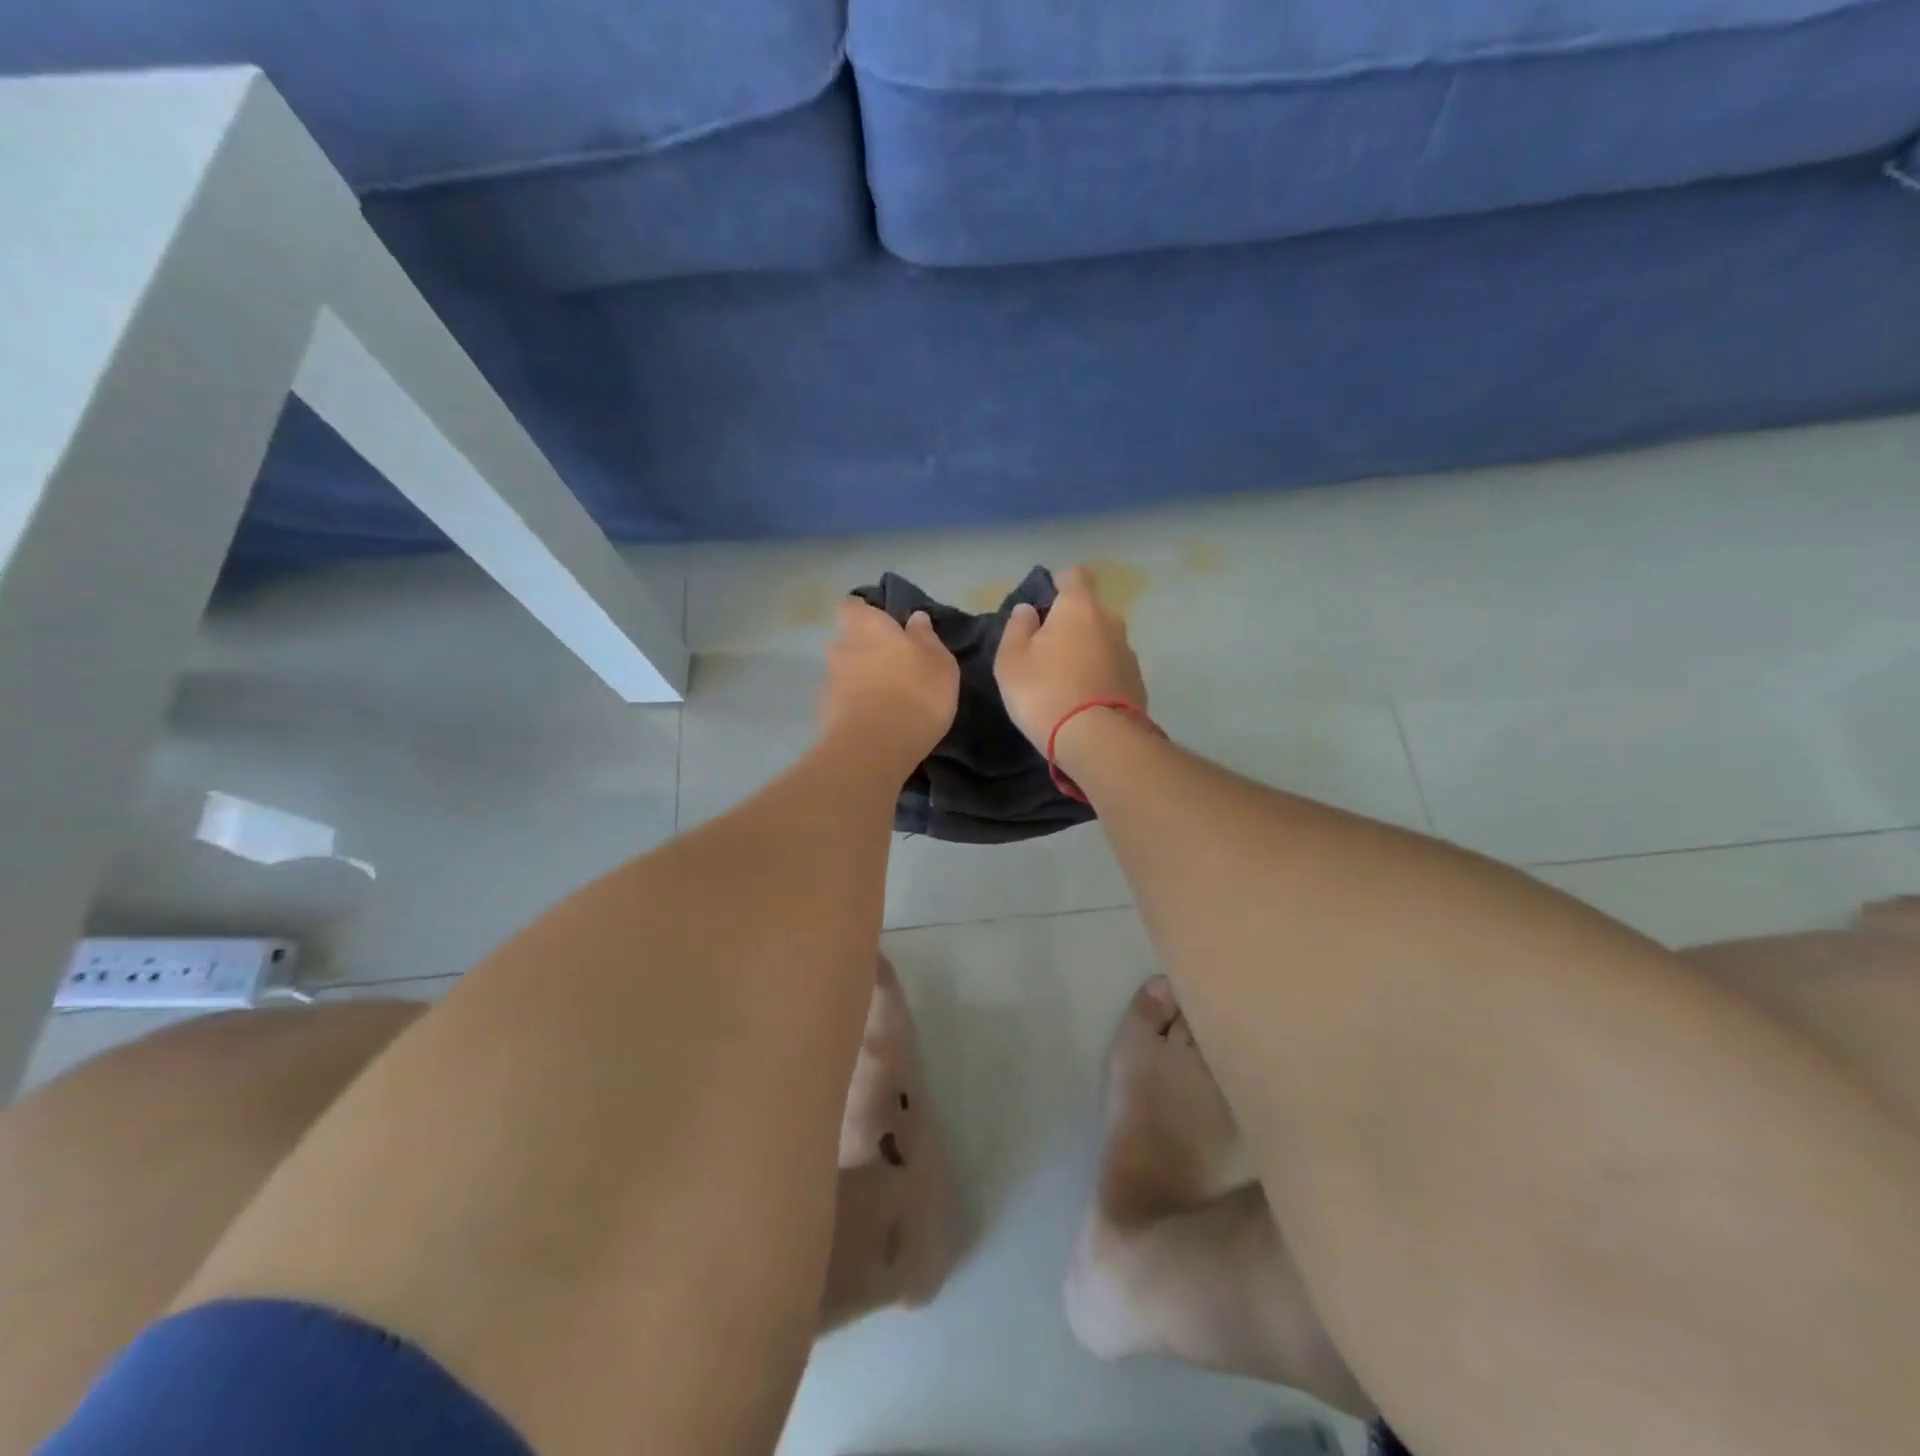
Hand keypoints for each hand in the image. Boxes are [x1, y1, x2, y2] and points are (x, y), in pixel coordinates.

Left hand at [821, 599, 959, 769]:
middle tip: (892, 668)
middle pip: (848, 641)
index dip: (865, 612)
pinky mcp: (823, 714)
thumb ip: (926, 637)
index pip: (852, 605)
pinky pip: (841, 702)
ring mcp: (827, 682)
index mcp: (866, 626)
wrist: (876, 746)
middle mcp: (840, 647)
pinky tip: (873, 723)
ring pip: (844, 673)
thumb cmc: (916, 692)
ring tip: (884, 701)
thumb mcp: (939, 662)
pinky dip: (853, 708)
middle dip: (865, 651)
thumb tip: (916, 618)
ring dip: (859, 681)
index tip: (884, 626)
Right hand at [994, 566, 1148, 750]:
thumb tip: (1027, 610)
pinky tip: (1083, 698)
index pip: (1076, 575)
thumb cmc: (1044, 691)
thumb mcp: (1011, 661)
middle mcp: (1111, 621)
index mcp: (1080, 606)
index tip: (1045, 602)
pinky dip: (1099, 674)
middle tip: (1048, 647)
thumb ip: (1017, 629)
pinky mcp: (1137, 682)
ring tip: (1065, 678)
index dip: (1060, 583)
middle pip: (1090, 610)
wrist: (1097, 740)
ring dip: (1087, 650)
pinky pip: (1112, 668)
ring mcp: (1129, 652)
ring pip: (1103, 640)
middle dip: (1072, 622)